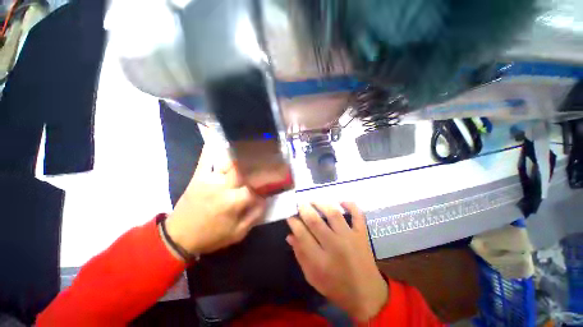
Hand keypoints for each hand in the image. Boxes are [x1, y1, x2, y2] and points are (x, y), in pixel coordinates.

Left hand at [165, 146, 266, 255]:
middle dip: (258, 163)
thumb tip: (265, 199)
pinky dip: (213, 146)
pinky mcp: (199, 175)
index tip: (269, 188)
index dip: (264, 189)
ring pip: (229, 160)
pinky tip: (220, 135)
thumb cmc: (211, 236)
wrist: (179, 236)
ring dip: (242, 153)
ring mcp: (210, 178)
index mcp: (233, 202)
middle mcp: (223, 186)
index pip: (255, 188)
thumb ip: (254, 215)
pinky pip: (207, 157)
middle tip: (267, 158)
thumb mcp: (237, 233)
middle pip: (245, 168)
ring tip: (253, 146)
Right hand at [286, 203, 387, 321]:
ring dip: (322, 204)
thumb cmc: (336, 287)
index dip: (294, 223)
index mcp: (320, 260)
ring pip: (334, 214)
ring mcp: (350, 238)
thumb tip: (290, 235)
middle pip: (316, 221)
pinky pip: (358, 216)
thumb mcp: (312, 277)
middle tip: (300, 203)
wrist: (367, 295)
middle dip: (305, 209)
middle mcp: (335, 246)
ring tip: (314, 200)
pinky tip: (341, 201)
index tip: (290, 217)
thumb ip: (300, 255)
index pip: (302, 235)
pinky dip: (351, 205)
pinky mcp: (362, 235)